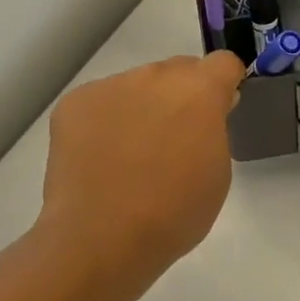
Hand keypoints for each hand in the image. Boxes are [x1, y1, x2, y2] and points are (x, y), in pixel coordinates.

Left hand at [38, 51, 245, 285]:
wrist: (101, 238)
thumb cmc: (173, 213)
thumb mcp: (217, 173)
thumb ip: (214, 130)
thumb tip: (203, 114)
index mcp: (200, 91)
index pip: (223, 63)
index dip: (224, 84)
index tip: (219, 110)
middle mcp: (156, 76)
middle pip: (177, 71)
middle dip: (181, 96)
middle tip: (171, 141)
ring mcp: (111, 86)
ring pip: (136, 86)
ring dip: (141, 107)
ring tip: (128, 156)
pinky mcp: (75, 102)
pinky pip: (101, 102)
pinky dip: (104, 121)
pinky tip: (99, 159)